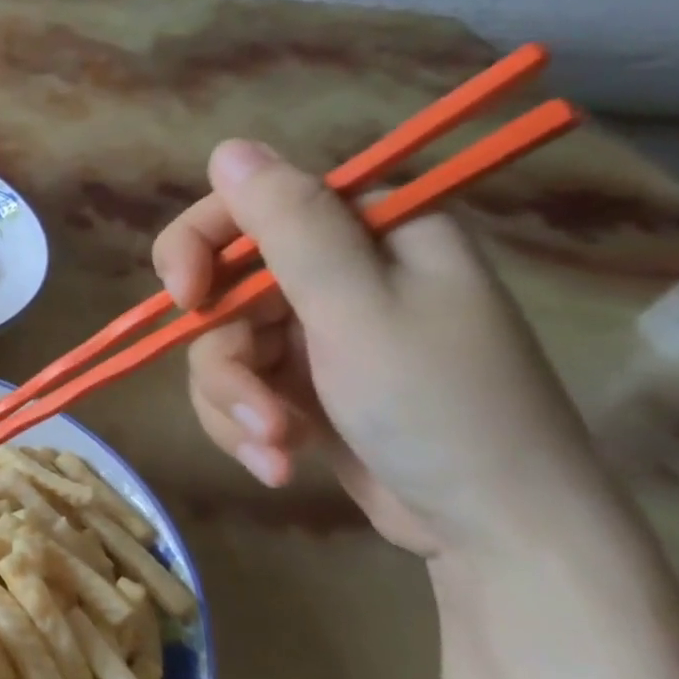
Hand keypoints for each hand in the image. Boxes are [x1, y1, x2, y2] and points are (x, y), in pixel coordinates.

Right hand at [152, 140, 611, 560]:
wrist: (494, 530)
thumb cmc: (440, 406)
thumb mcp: (358, 309)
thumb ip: (291, 225)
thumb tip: (227, 148)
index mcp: (369, 231)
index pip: (250, 207)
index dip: (201, 246)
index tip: (184, 299)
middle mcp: (340, 274)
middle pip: (225, 291)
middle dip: (228, 360)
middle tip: (252, 410)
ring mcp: (318, 332)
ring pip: (222, 348)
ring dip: (236, 405)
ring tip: (277, 449)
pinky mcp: (302, 385)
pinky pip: (238, 389)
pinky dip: (246, 427)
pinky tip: (279, 464)